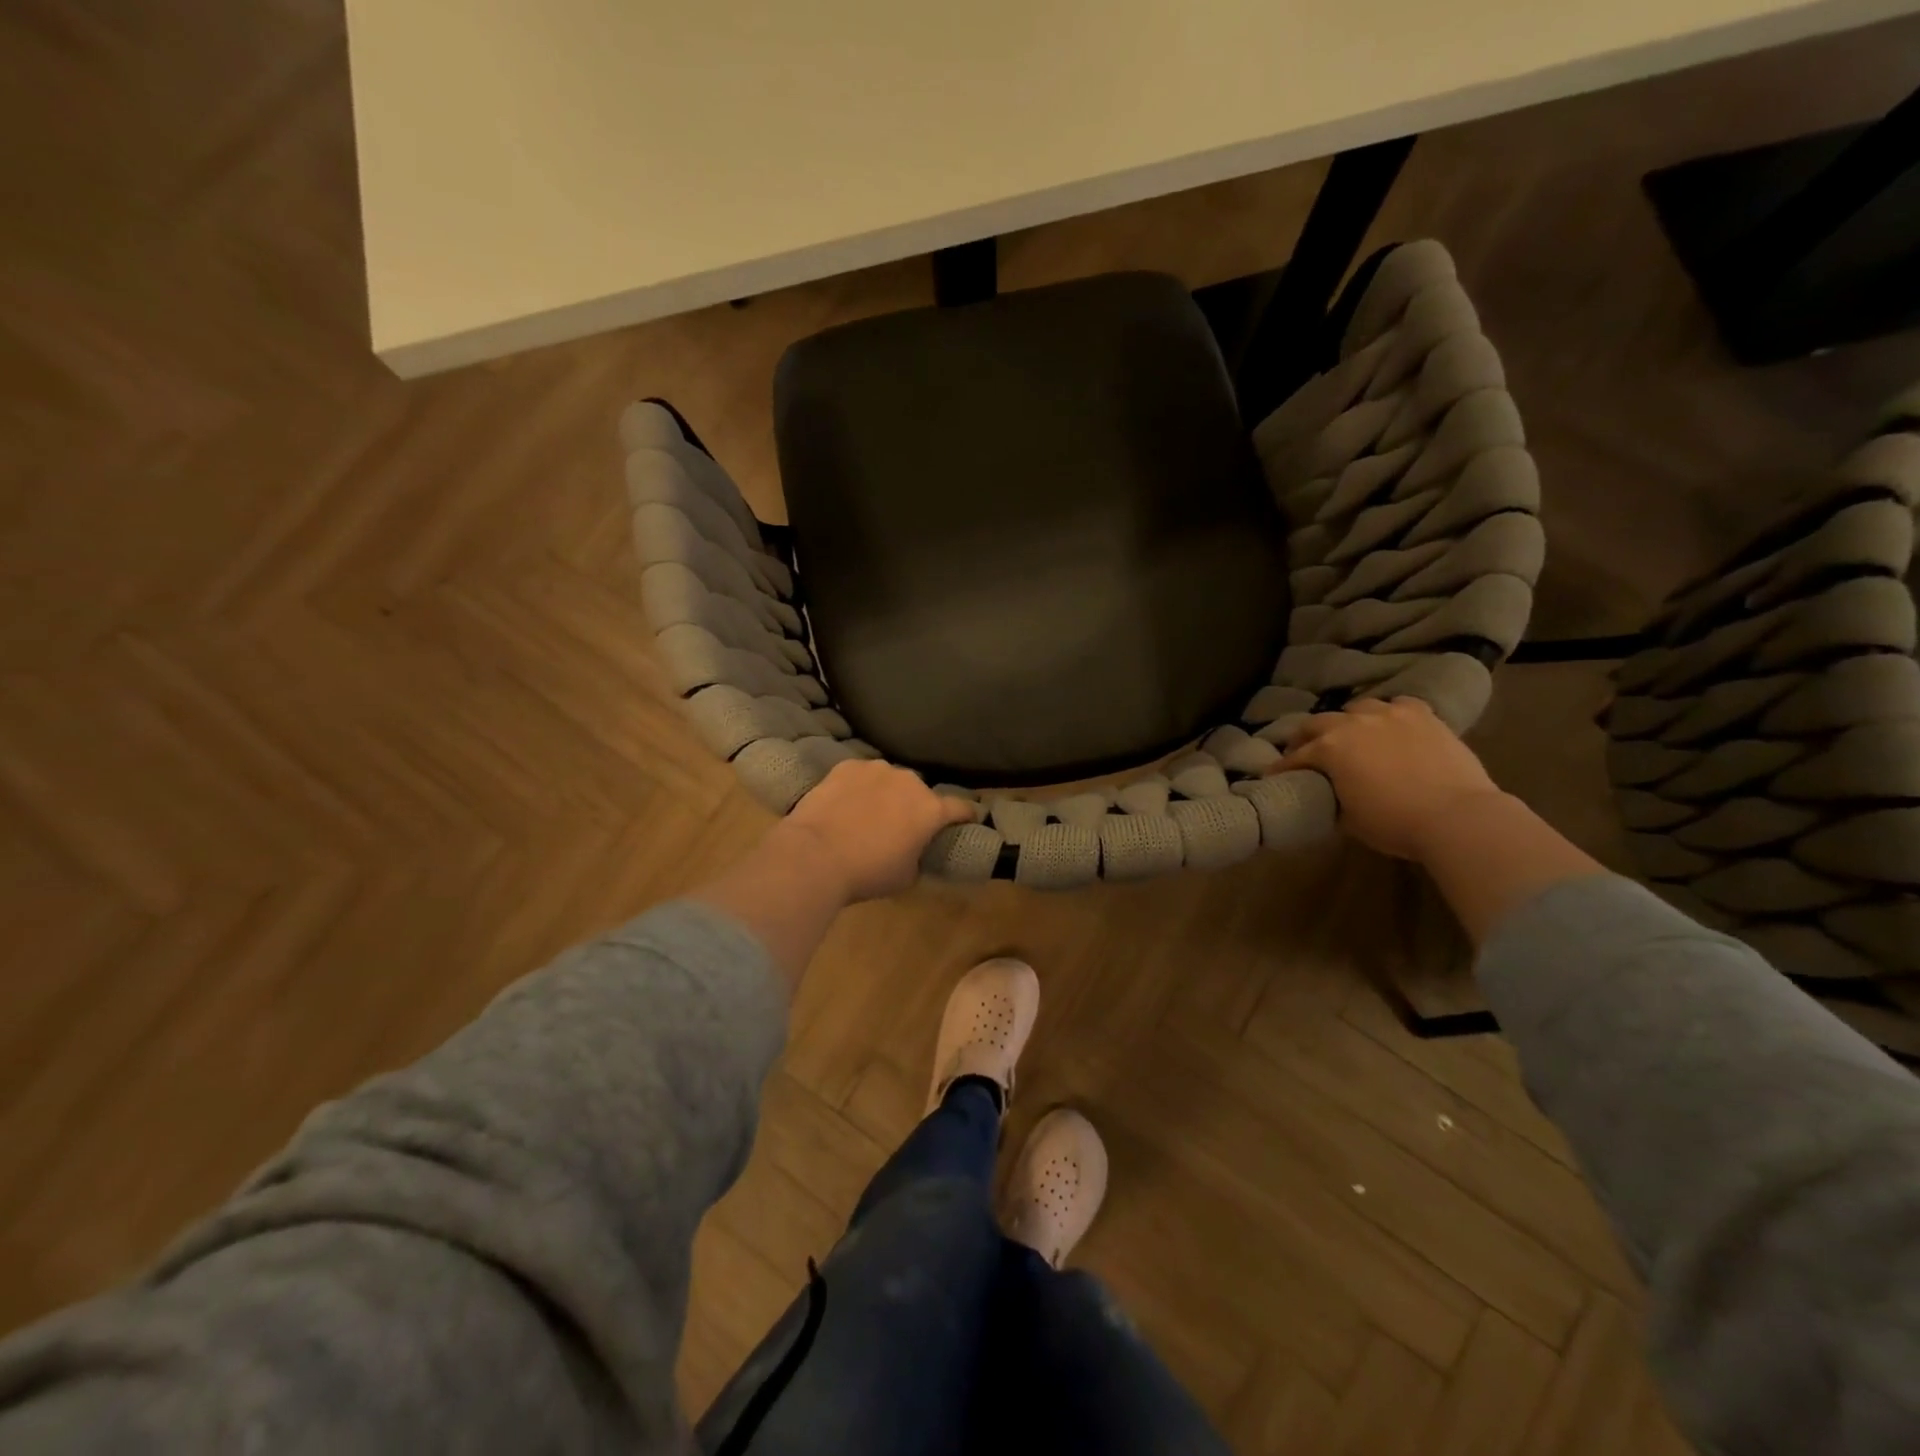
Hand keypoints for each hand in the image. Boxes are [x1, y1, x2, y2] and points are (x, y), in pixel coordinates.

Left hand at [777, 760, 975, 902]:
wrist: (815, 854)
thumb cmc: (868, 872)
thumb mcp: (905, 875)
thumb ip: (918, 856)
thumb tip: (914, 850)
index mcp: (931, 810)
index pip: (961, 807)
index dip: (966, 815)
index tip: (968, 819)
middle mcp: (909, 782)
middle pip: (920, 792)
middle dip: (915, 806)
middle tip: (901, 826)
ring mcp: (877, 770)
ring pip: (889, 780)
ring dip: (886, 793)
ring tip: (868, 813)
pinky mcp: (847, 766)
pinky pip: (861, 775)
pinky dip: (858, 787)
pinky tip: (845, 804)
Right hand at [1271, 697, 1506, 861]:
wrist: (1457, 817)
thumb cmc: (1394, 823)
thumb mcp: (1348, 819)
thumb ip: (1333, 798)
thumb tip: (1331, 796)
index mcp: (1329, 748)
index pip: (1295, 757)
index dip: (1282, 768)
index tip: (1273, 775)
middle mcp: (1354, 723)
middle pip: (1318, 722)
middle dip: (1306, 737)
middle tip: (1305, 751)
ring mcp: (1391, 715)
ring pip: (1359, 708)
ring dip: (1349, 721)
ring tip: (1352, 735)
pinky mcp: (1425, 716)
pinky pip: (1400, 705)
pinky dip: (1391, 714)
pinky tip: (1393, 726)